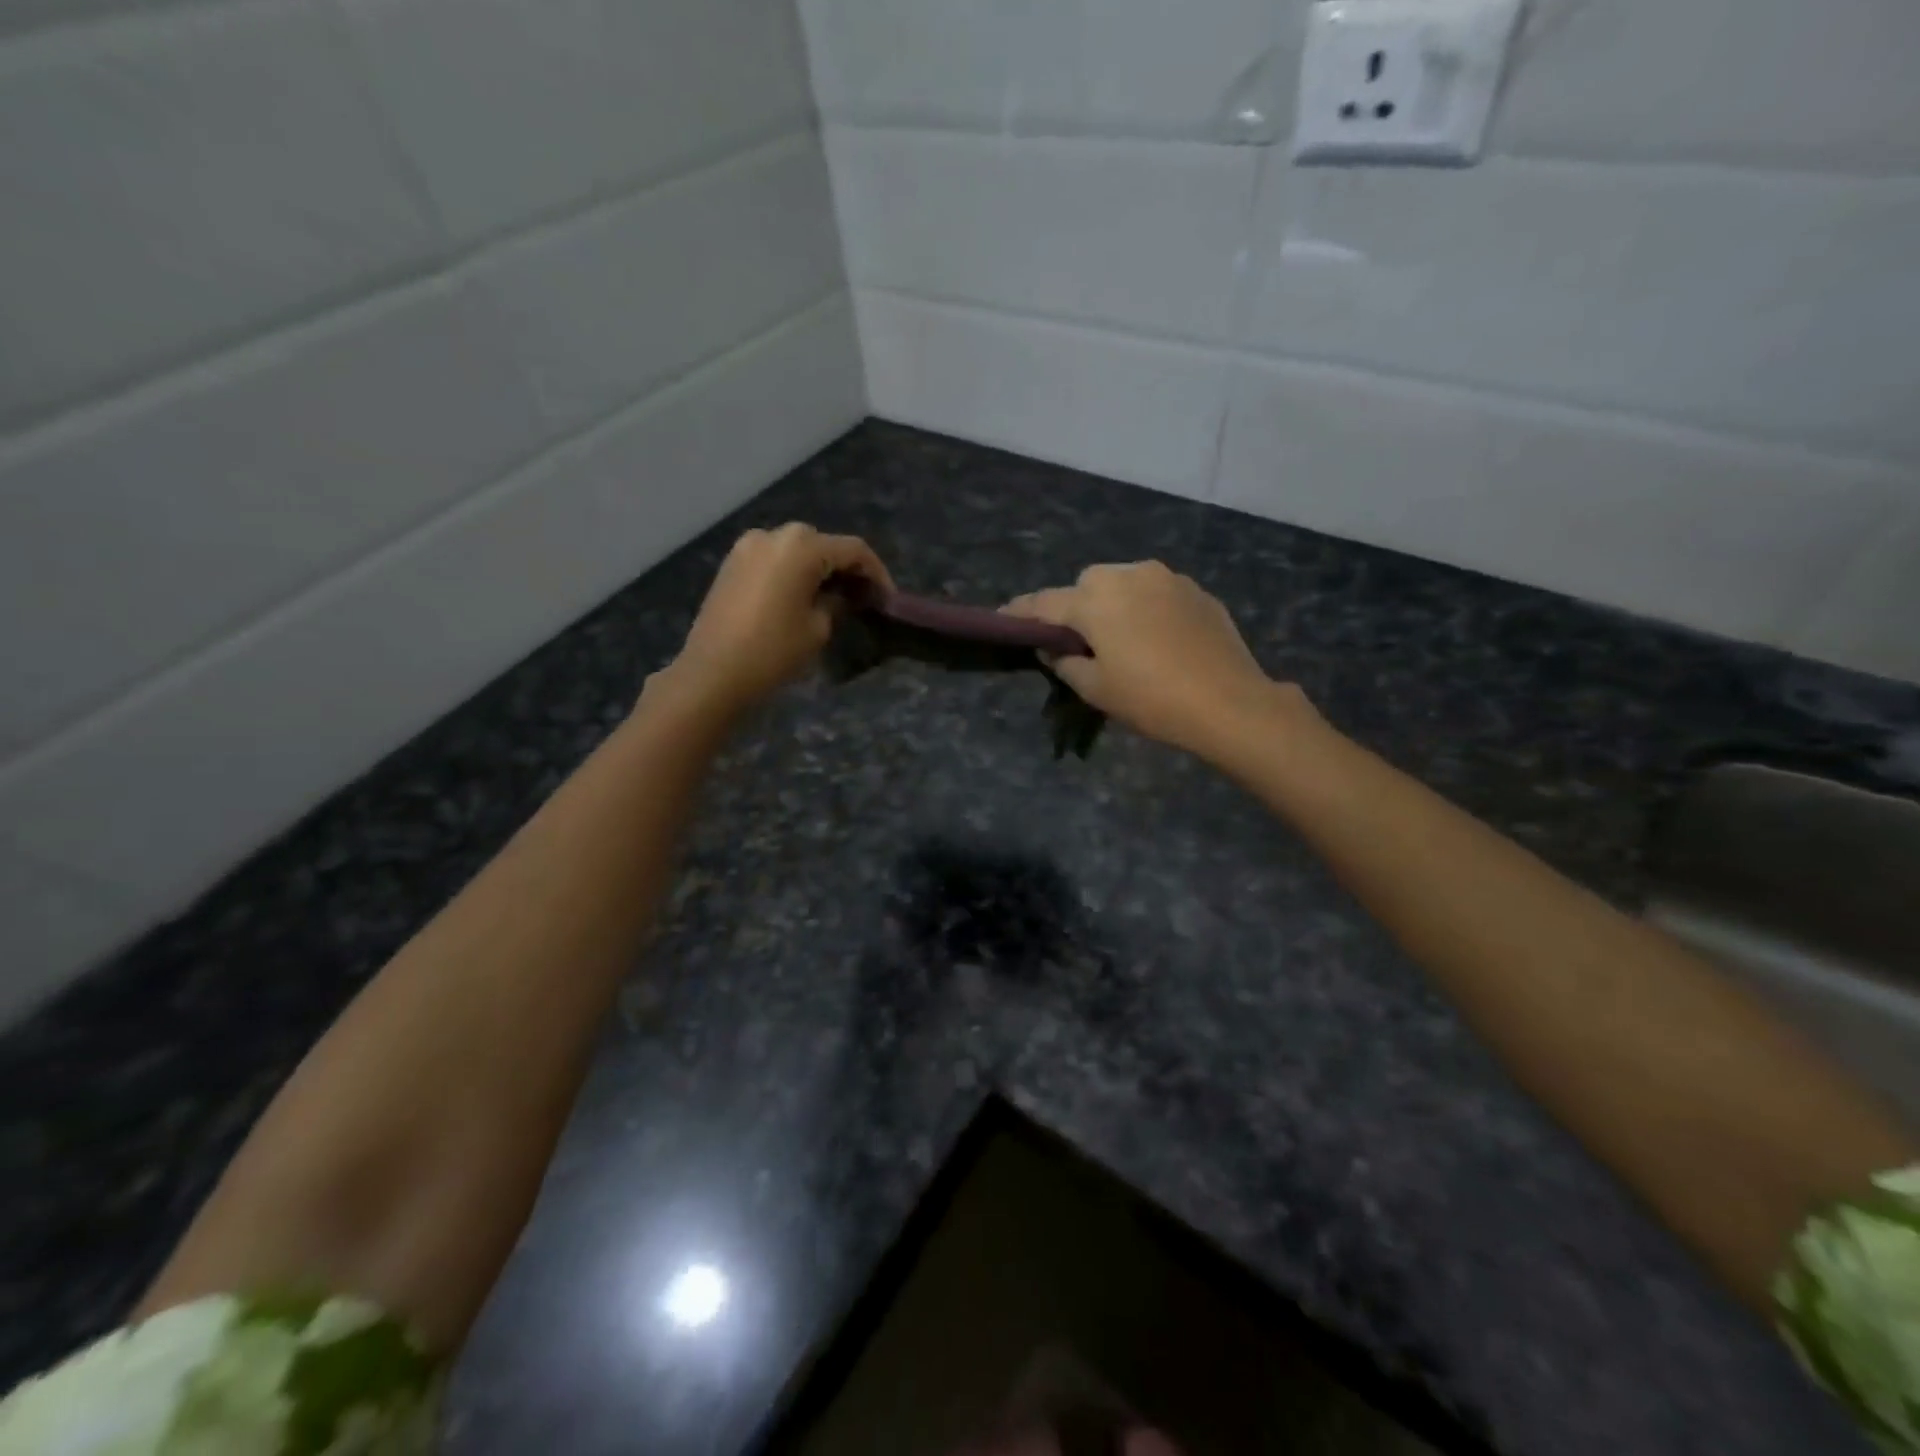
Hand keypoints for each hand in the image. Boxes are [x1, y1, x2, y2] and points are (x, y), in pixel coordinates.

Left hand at [655, 523, 889, 718]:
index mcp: (801, 546)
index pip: (853, 550)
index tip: (886, 598)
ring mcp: (747, 547)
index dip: (876, 572)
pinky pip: (774, 560)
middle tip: (861, 598)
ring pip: (796, 551)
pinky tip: (802, 597)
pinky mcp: (732, 564)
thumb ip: (836, 602)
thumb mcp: (818, 628)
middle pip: (823, 545)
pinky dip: (793, 573)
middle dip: (845, 569)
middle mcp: (773, 535)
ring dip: (818, 570)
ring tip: (833, 599)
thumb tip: (840, 595)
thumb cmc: (773, 651)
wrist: (713, 674)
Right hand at [1003, 561, 1306, 757]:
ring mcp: (1167, 578)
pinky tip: (1157, 639)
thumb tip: (1053, 647)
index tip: (1004, 617)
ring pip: (1123, 584)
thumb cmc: (1152, 699)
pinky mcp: (1196, 590)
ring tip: (1121, 640)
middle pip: (1086, 585)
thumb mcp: (1096, 689)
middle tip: (1079, 642)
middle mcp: (1128, 576)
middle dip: (1076, 607)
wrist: (1230, 703)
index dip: (1021, 612)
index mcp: (1095, 600)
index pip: (1044, 603)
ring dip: (1113, 604)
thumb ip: (1065, 662)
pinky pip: (1156, 593)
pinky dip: (1145, 609)